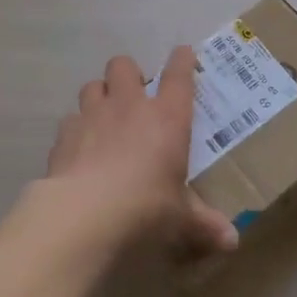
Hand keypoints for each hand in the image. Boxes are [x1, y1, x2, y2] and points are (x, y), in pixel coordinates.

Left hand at [46, 48, 239, 259]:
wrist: (85, 214)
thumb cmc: (146, 207)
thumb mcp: (181, 220)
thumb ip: (204, 225)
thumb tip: (232, 242)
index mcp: (168, 117)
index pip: (179, 75)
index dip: (182, 61)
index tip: (184, 54)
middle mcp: (130, 105)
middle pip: (124, 66)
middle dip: (129, 74)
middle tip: (135, 96)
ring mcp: (93, 115)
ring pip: (93, 85)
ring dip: (99, 95)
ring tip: (104, 117)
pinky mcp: (64, 134)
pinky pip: (70, 119)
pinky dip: (76, 129)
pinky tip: (79, 148)